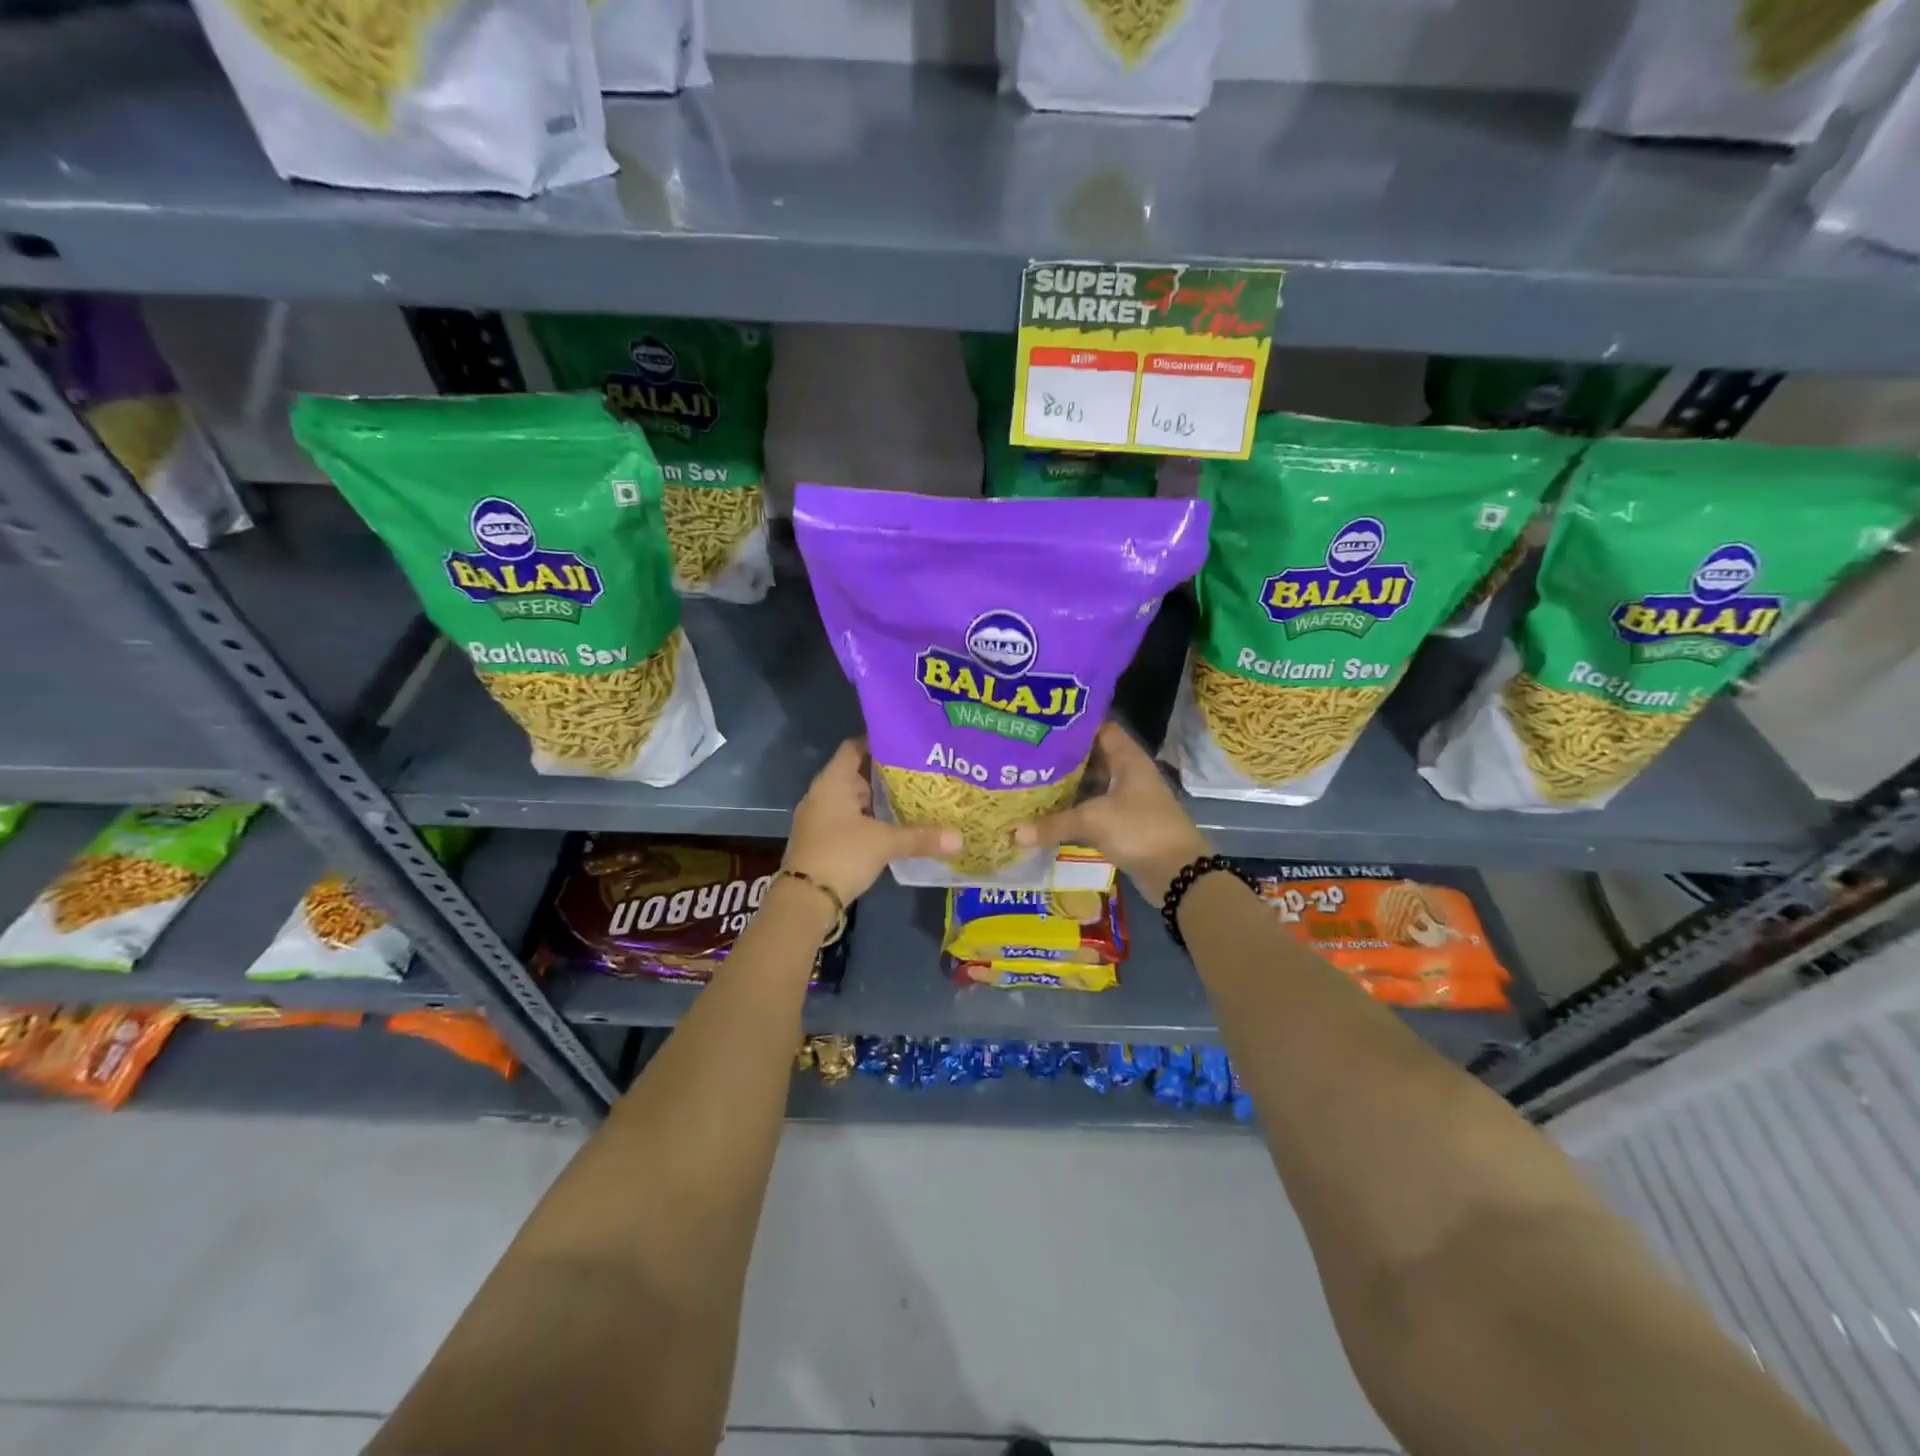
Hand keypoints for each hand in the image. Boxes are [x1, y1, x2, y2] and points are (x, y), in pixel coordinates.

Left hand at [785, 739, 960, 904]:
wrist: (804, 901)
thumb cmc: (841, 855)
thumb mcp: (884, 843)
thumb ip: (921, 837)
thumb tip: (959, 838)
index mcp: (832, 782)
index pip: (855, 747)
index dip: (879, 741)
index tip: (908, 742)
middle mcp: (824, 794)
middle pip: (858, 773)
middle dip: (888, 773)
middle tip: (922, 770)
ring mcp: (822, 818)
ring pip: (856, 799)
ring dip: (881, 799)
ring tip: (917, 795)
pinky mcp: (825, 840)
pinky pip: (853, 819)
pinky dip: (873, 819)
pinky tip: (897, 825)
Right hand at [1014, 721, 1210, 899]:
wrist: (1178, 873)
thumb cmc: (1140, 830)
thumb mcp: (1093, 821)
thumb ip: (1053, 824)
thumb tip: (1013, 833)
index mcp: (1128, 759)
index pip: (1099, 729)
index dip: (1073, 727)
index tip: (1042, 728)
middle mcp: (1128, 773)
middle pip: (1092, 758)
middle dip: (1062, 758)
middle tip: (1027, 756)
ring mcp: (1127, 799)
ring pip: (1091, 785)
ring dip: (1066, 786)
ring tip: (1030, 781)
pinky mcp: (1124, 823)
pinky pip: (1093, 809)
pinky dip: (1074, 810)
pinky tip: (1048, 813)